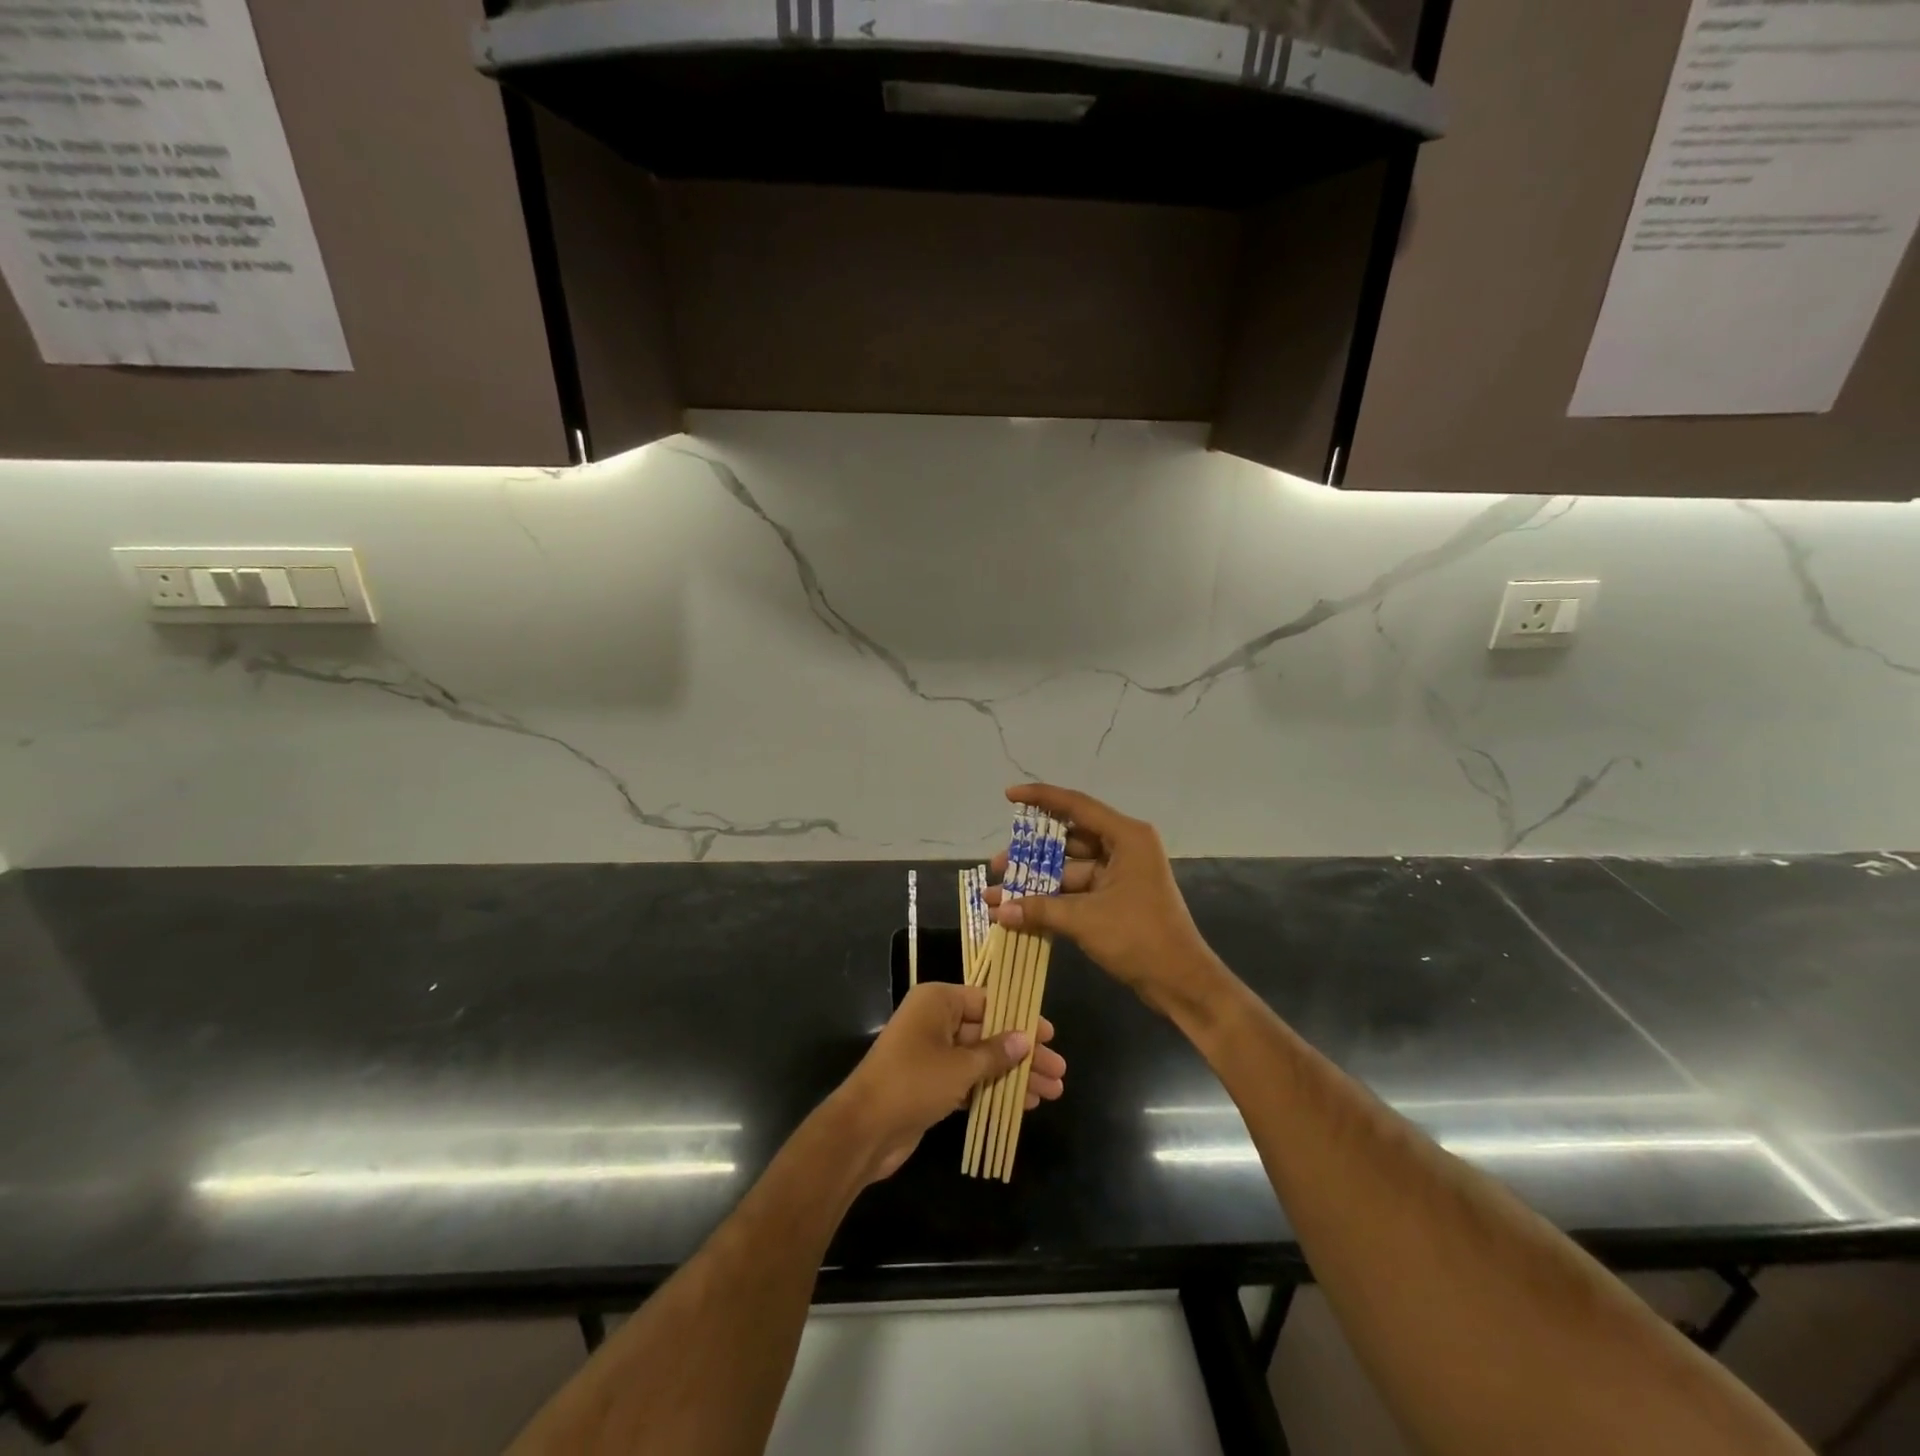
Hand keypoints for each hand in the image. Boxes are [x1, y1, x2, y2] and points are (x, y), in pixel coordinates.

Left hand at [830, 982, 1065, 1183]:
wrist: (864, 1130)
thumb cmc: (913, 1082)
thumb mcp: (960, 1066)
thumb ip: (996, 1053)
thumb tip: (1026, 1039)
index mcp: (938, 1001)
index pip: (988, 1001)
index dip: (1021, 1018)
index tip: (1051, 1035)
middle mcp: (935, 1021)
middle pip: (989, 1032)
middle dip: (1023, 1053)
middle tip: (1059, 1071)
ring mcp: (932, 1054)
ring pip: (982, 1059)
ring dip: (1014, 1075)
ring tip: (1051, 1093)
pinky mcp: (931, 1085)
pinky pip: (970, 1080)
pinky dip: (994, 1090)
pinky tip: (1024, 1105)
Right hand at [987, 784, 1227, 1021]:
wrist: (1181, 982)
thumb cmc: (1139, 938)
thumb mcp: (1085, 919)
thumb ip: (1039, 909)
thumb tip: (997, 910)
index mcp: (1126, 837)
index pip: (1076, 806)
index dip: (1040, 798)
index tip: (1009, 796)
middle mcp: (1124, 848)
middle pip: (1068, 840)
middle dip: (1030, 854)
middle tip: (996, 865)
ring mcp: (1120, 874)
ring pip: (1068, 869)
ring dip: (1035, 883)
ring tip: (997, 895)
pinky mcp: (1115, 899)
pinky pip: (1075, 891)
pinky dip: (1050, 900)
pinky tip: (1019, 911)